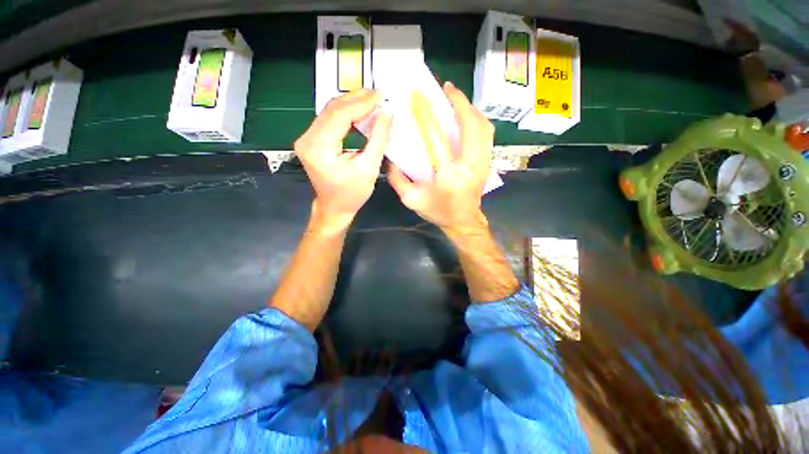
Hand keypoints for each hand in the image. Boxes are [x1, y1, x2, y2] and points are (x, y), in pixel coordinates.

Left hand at [295, 90, 391, 231]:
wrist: (334, 207)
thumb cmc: (352, 194)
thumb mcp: (369, 169)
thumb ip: (378, 139)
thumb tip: (387, 114)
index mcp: (319, 148)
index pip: (340, 116)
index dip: (362, 103)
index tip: (381, 96)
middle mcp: (307, 139)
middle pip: (332, 109)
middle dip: (357, 99)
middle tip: (378, 94)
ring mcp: (307, 138)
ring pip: (330, 111)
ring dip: (351, 104)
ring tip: (372, 100)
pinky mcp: (312, 140)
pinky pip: (329, 120)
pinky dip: (346, 114)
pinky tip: (360, 112)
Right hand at [388, 82, 493, 233]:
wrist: (463, 221)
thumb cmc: (438, 211)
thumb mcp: (411, 199)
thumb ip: (397, 178)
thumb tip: (390, 157)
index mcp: (449, 175)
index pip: (438, 139)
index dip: (427, 115)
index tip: (420, 97)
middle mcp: (470, 165)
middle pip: (471, 125)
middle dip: (460, 102)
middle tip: (447, 89)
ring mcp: (483, 162)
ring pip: (483, 127)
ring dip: (470, 108)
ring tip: (456, 98)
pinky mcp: (487, 162)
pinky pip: (487, 134)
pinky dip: (477, 120)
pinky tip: (466, 116)